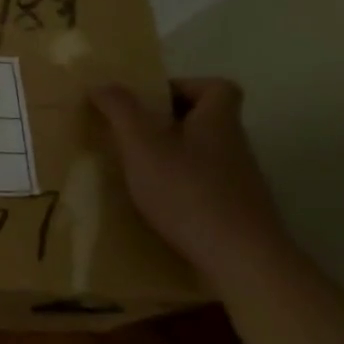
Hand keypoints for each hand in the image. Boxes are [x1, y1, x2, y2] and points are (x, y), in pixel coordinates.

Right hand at [92, 78, 292, 273]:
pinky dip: (184, 186)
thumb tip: (102, 84)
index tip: (153, 101)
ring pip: (206, 154)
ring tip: (141, 170)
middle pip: (208, 119)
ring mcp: (241, 181)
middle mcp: (235, 145)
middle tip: (135, 134)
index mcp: (218, 121)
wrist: (241, 258)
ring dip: (175, 155)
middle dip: (171, 122)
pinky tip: (161, 203)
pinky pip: (208, 185)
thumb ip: (121, 111)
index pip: (218, 87)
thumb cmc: (188, 191)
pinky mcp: (239, 211)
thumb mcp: (142, 145)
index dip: (186, 86)